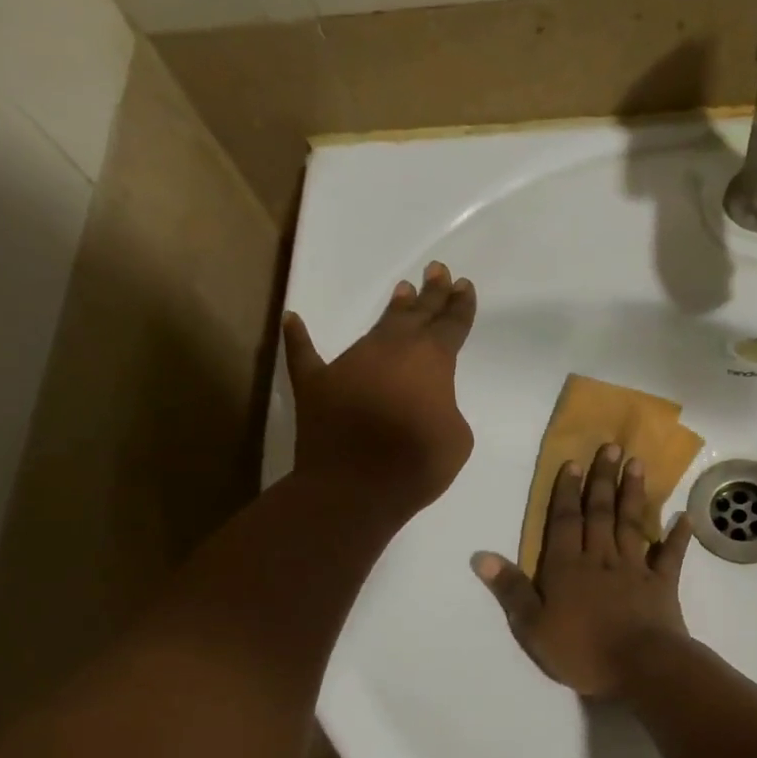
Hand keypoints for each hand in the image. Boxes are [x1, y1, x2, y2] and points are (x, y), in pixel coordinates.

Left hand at [284, 261, 476, 517]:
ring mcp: (350, 362)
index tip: (464, 285)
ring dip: (392, 310)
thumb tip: (427, 402)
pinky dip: (298, 338)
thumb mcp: (457, 438)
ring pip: (375, 328)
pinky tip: (293, 319)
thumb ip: (446, 408)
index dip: (460, 306)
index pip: (451, 325)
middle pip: (416, 315)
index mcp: (431, 359)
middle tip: (437, 270)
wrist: (354, 487)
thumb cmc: (416, 463)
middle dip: (430, 293)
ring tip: (402, 290)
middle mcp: (391, 349)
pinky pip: (304, 354)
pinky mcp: (315, 382)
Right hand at [471, 444, 693, 698]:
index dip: (567, 492)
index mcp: (567, 567)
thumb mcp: (532, 626)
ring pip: (632, 524)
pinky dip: (678, 537)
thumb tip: (481, 556)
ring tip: (638, 464)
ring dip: (633, 494)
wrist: (640, 667)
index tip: (574, 462)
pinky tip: (685, 517)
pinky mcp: (662, 585)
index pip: (565, 521)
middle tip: (612, 447)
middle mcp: (601, 558)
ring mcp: (635, 569)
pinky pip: (670, 556)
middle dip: (603, 479)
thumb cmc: (581, 650)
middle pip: (600, 512)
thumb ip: (510, 589)